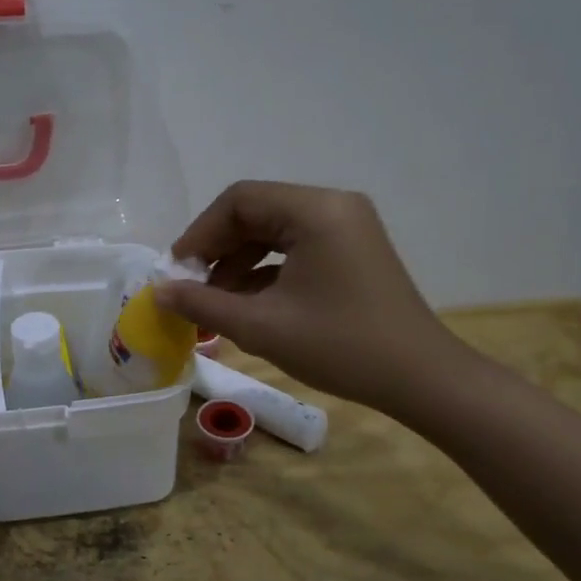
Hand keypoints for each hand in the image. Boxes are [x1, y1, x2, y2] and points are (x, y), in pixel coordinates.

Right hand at [155, 181, 472, 417]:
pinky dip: (266, 271)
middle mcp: (333, 205)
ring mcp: (347, 226)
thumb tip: (157, 291)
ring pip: (274, 231)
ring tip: (214, 303)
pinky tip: (246, 305)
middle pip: (256, 212)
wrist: (422, 380)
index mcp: (316, 210)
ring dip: (238, 262)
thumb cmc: (341, 347)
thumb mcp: (262, 327)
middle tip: (190, 288)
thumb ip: (203, 303)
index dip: (199, 234)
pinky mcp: (352, 250)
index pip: (239, 201)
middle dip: (217, 250)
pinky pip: (296, 247)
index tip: (176, 272)